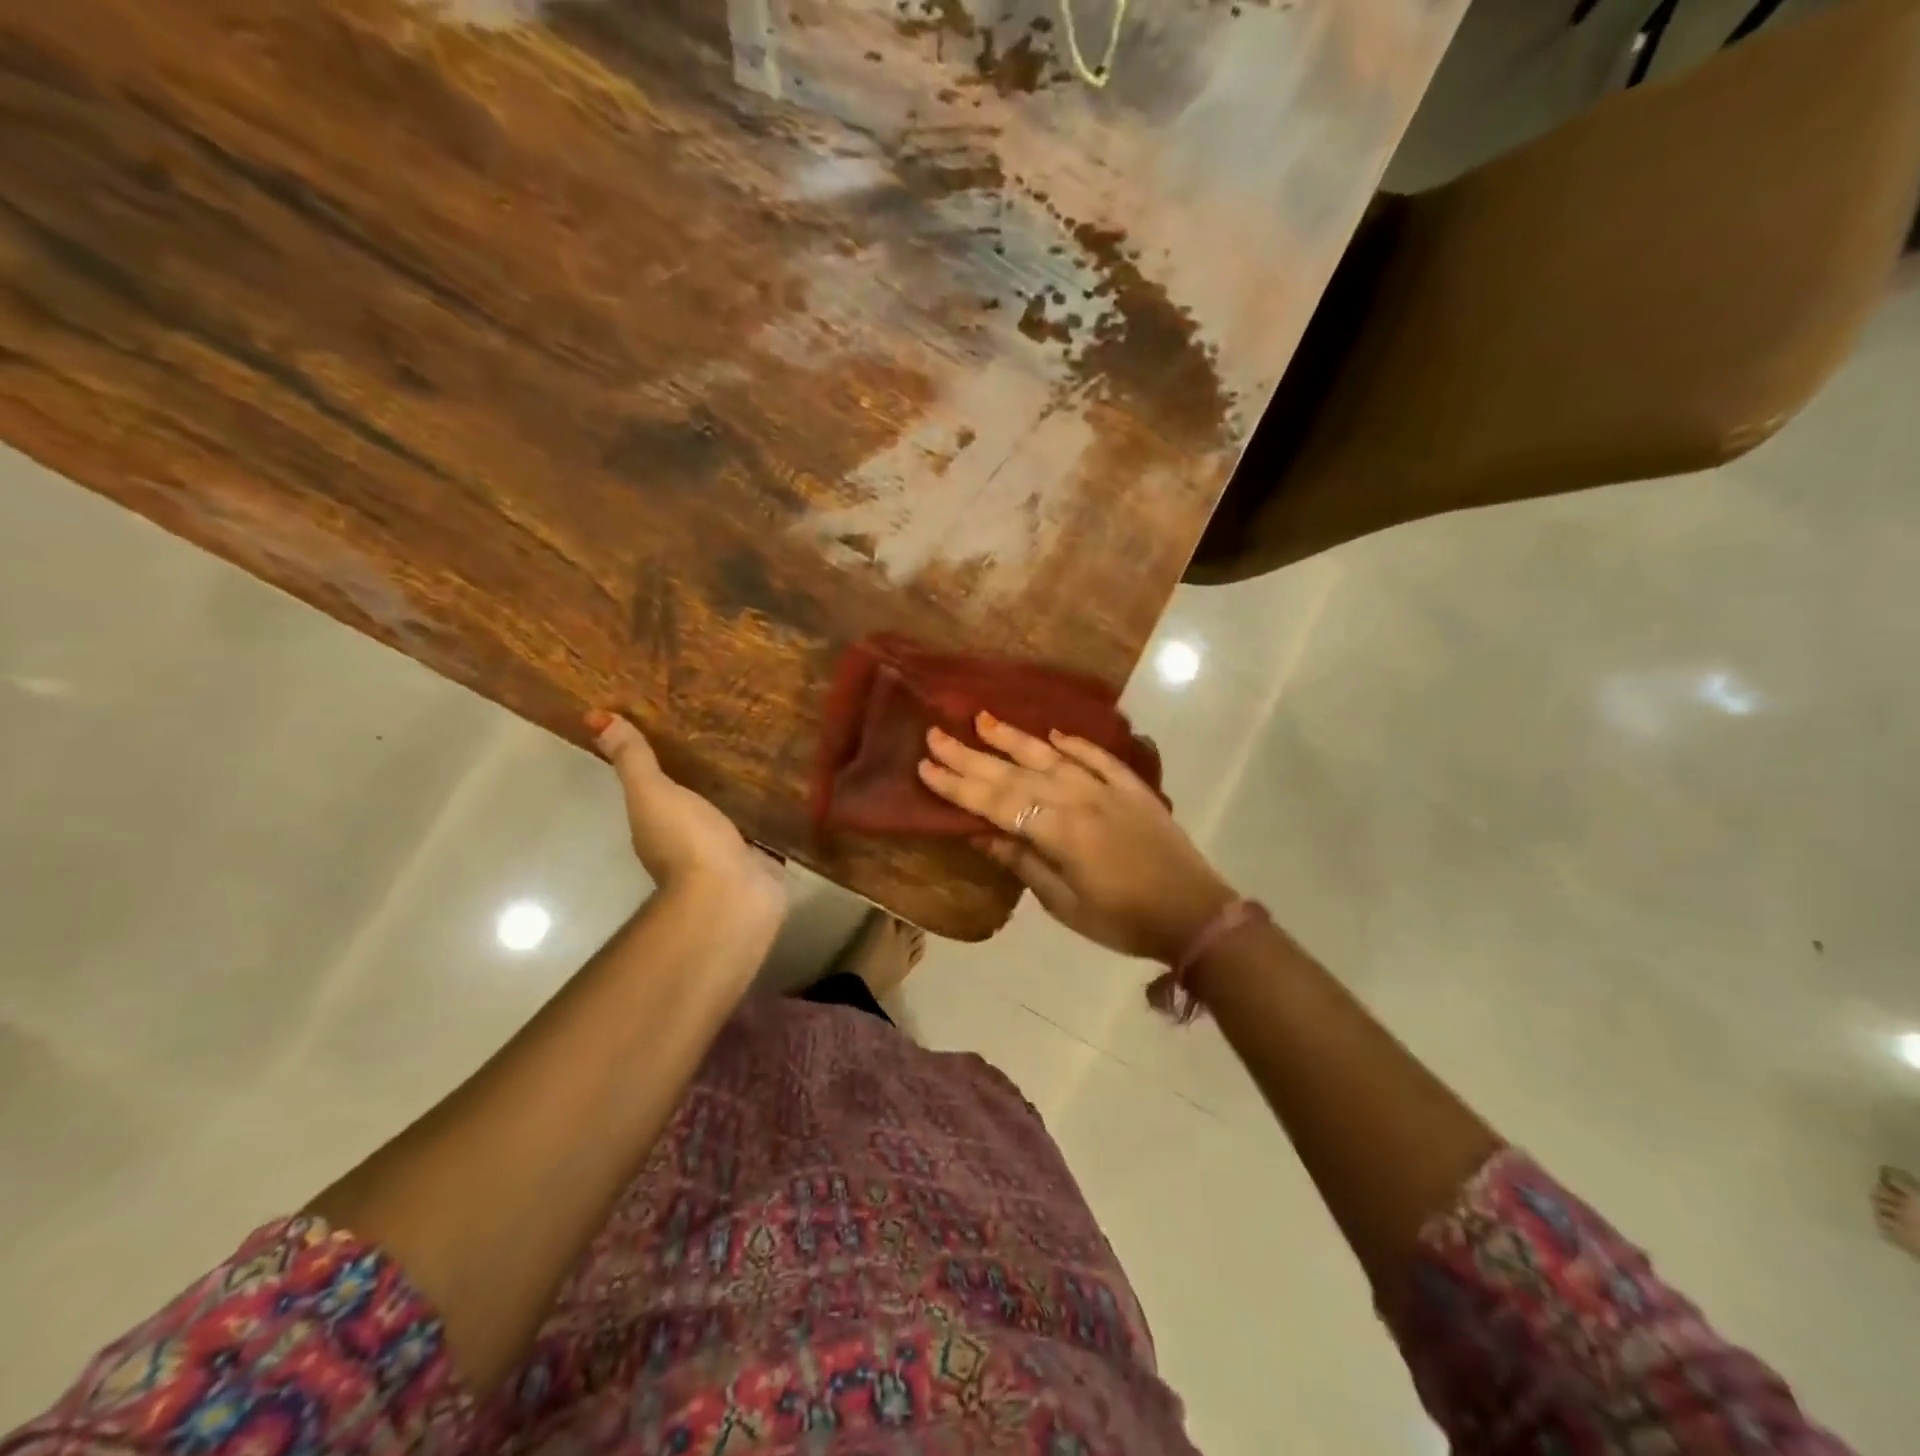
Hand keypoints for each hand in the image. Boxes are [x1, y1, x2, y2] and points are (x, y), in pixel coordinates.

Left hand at [588, 711, 785, 917]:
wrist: (731, 895)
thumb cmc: (686, 842)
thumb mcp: (653, 794)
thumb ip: (634, 760)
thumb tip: (596, 717)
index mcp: (658, 823)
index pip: (659, 785)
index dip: (666, 759)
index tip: (685, 725)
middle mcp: (690, 837)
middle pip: (699, 797)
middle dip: (713, 772)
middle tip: (735, 729)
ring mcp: (728, 850)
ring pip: (735, 812)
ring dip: (746, 792)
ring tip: (768, 751)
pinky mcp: (762, 857)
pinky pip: (768, 827)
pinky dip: (775, 812)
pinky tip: (791, 788)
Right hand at [918, 712, 1235, 961]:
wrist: (1195, 913)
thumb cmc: (1122, 920)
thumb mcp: (1065, 904)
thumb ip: (1023, 864)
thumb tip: (981, 835)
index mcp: (1059, 831)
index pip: (996, 802)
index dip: (958, 786)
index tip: (925, 766)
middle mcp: (1079, 798)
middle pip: (1016, 773)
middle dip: (971, 755)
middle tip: (936, 735)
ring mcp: (1108, 788)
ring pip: (1052, 756)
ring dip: (1014, 738)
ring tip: (982, 719)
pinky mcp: (1132, 788)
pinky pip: (1096, 757)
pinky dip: (1073, 743)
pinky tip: (1052, 734)